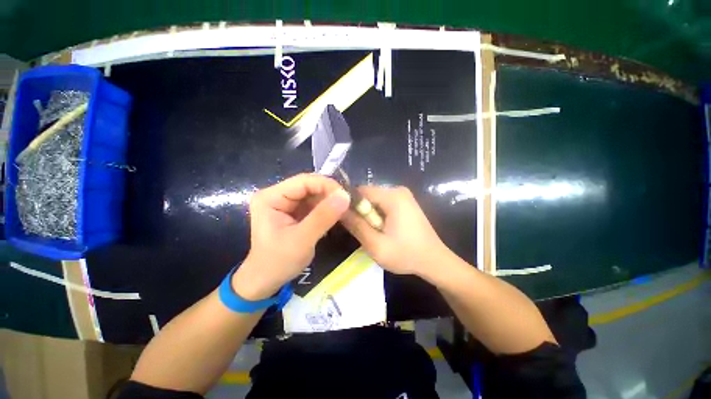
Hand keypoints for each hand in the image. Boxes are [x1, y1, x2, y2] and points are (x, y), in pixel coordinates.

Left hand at [232, 174, 350, 299]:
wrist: (266, 280)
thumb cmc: (278, 262)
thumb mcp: (302, 240)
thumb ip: (323, 217)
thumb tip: (345, 195)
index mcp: (271, 197)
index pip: (303, 181)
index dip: (326, 185)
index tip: (346, 196)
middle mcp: (277, 194)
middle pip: (309, 186)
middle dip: (330, 193)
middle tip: (348, 204)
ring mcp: (286, 202)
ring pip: (314, 194)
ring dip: (330, 201)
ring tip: (345, 209)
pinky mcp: (294, 211)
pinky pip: (314, 204)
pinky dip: (327, 208)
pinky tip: (336, 214)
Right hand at [341, 186, 451, 276]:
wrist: (434, 261)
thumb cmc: (406, 255)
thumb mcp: (376, 245)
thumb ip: (356, 226)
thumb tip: (339, 211)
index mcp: (393, 196)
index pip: (361, 191)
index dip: (349, 204)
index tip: (346, 221)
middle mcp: (398, 190)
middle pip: (368, 195)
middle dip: (361, 212)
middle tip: (361, 231)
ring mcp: (403, 196)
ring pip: (374, 201)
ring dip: (369, 215)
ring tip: (373, 233)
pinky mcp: (405, 203)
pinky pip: (383, 204)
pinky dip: (378, 215)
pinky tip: (382, 230)